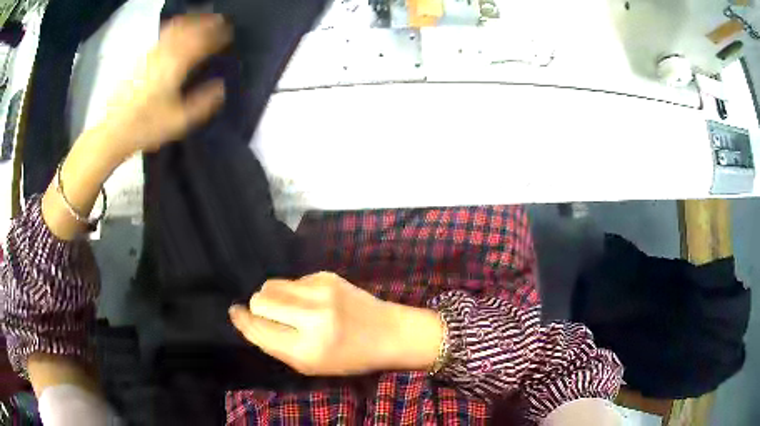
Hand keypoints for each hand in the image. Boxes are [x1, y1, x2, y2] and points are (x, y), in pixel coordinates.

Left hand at [100, 14, 231, 158]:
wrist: (114, 129)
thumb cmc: (147, 126)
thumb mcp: (179, 121)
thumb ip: (202, 103)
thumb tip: (221, 87)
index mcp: (176, 66)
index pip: (202, 42)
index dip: (218, 36)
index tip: (230, 34)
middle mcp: (165, 53)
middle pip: (190, 29)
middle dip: (207, 23)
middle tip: (220, 22)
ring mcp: (152, 54)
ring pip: (176, 28)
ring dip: (192, 21)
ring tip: (202, 20)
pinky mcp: (142, 58)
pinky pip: (163, 34)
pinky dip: (176, 27)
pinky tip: (179, 30)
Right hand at [228, 272, 443, 375]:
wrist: (389, 333)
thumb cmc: (349, 357)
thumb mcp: (310, 365)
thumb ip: (275, 345)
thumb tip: (246, 319)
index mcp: (306, 348)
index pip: (258, 328)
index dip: (242, 320)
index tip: (235, 313)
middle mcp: (312, 316)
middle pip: (259, 299)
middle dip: (258, 308)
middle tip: (272, 317)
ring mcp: (321, 291)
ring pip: (272, 284)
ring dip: (273, 297)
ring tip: (291, 310)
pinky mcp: (327, 275)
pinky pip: (292, 280)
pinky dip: (293, 292)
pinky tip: (311, 302)